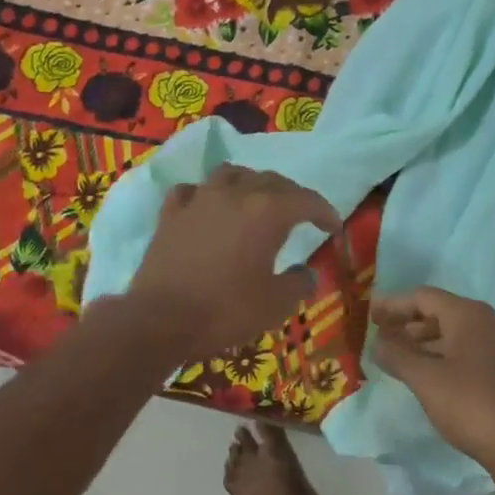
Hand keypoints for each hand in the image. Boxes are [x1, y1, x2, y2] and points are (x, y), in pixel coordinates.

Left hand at [127, 164, 339, 358]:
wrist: (160, 320)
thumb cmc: (225, 311)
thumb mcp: (276, 305)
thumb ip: (299, 284)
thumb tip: (307, 273)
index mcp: (267, 212)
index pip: (306, 200)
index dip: (325, 212)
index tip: (334, 227)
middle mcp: (234, 195)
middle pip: (271, 180)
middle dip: (292, 195)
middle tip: (302, 214)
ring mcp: (198, 201)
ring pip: (230, 174)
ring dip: (250, 183)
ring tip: (256, 200)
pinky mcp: (170, 215)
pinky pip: (192, 191)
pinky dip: (206, 195)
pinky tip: (207, 207)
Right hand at [369, 286, 494, 471]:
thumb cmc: (467, 404)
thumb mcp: (424, 379)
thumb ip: (396, 355)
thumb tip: (378, 343)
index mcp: (469, 314)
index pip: (424, 297)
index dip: (394, 305)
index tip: (370, 316)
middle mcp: (489, 320)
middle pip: (441, 311)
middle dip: (409, 323)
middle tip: (381, 337)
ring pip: (456, 332)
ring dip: (425, 340)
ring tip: (399, 356)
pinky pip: (469, 348)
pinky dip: (445, 353)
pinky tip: (428, 371)